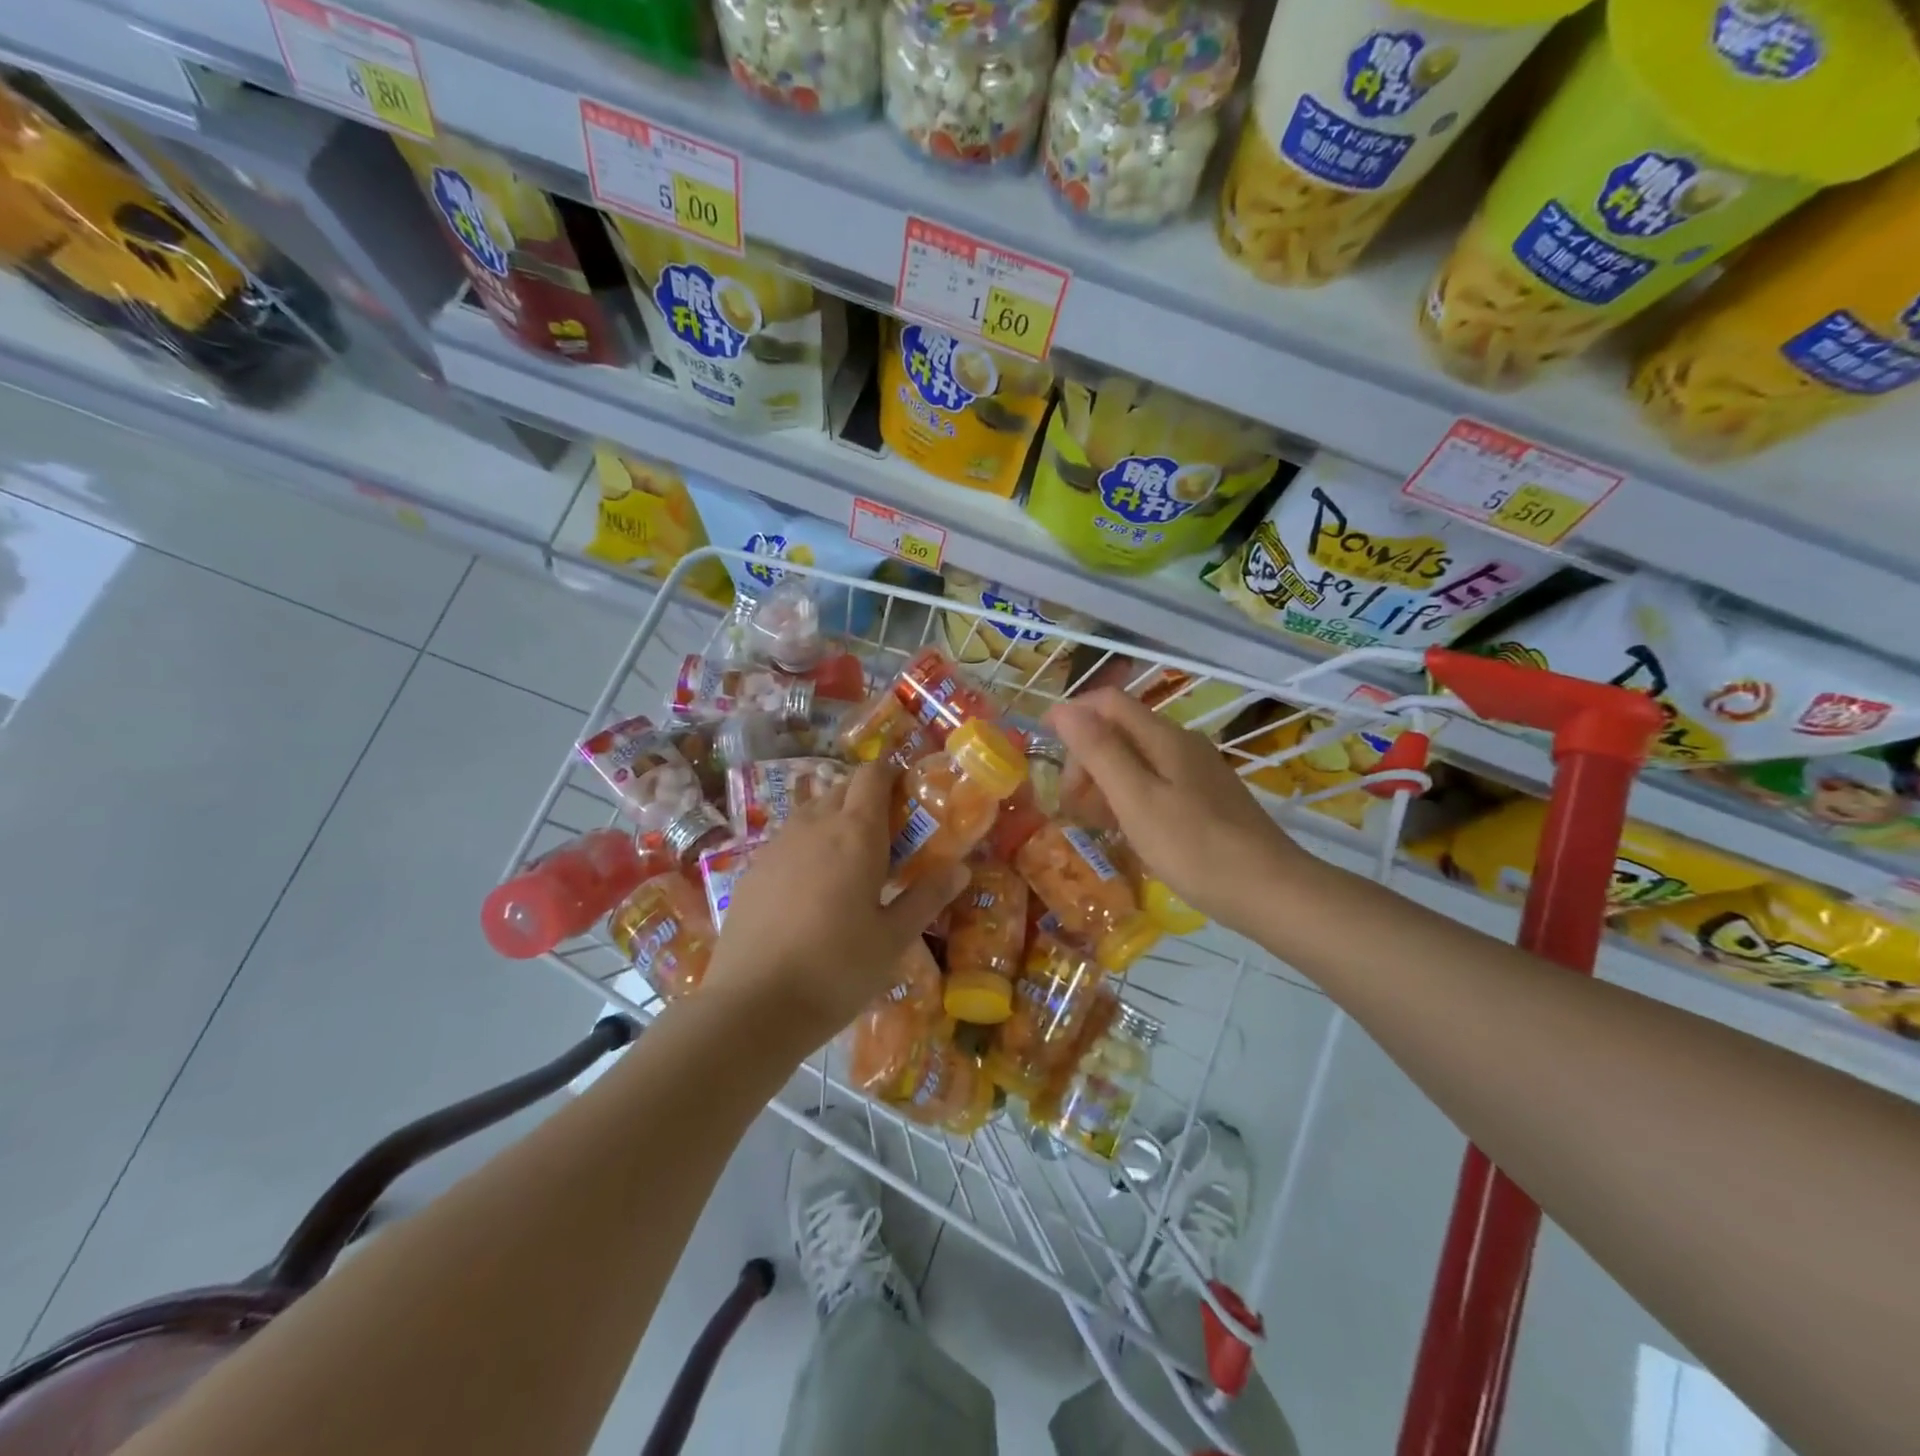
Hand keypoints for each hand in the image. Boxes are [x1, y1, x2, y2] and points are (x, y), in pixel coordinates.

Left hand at [702, 763, 966, 1052]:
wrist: (752, 1005)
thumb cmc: (836, 969)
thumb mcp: (893, 938)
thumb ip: (927, 897)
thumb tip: (961, 869)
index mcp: (855, 833)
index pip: (872, 775)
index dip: (891, 776)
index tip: (908, 798)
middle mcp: (814, 825)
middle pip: (842, 788)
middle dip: (866, 798)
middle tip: (888, 836)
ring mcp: (777, 844)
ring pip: (811, 811)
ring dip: (834, 819)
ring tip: (851, 861)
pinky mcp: (753, 868)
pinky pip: (788, 839)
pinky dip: (807, 845)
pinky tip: (812, 887)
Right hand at [1046, 688, 1313, 934]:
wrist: (1269, 890)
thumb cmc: (1194, 846)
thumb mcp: (1136, 799)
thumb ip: (1100, 752)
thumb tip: (1064, 709)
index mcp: (1164, 736)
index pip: (1107, 702)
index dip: (1071, 715)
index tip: (1043, 749)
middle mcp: (1181, 743)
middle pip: (1119, 730)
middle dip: (1086, 758)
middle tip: (1071, 804)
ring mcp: (1197, 770)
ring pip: (1136, 758)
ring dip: (1104, 780)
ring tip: (1092, 821)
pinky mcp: (1205, 797)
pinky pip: (1154, 782)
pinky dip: (1128, 796)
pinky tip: (1127, 829)